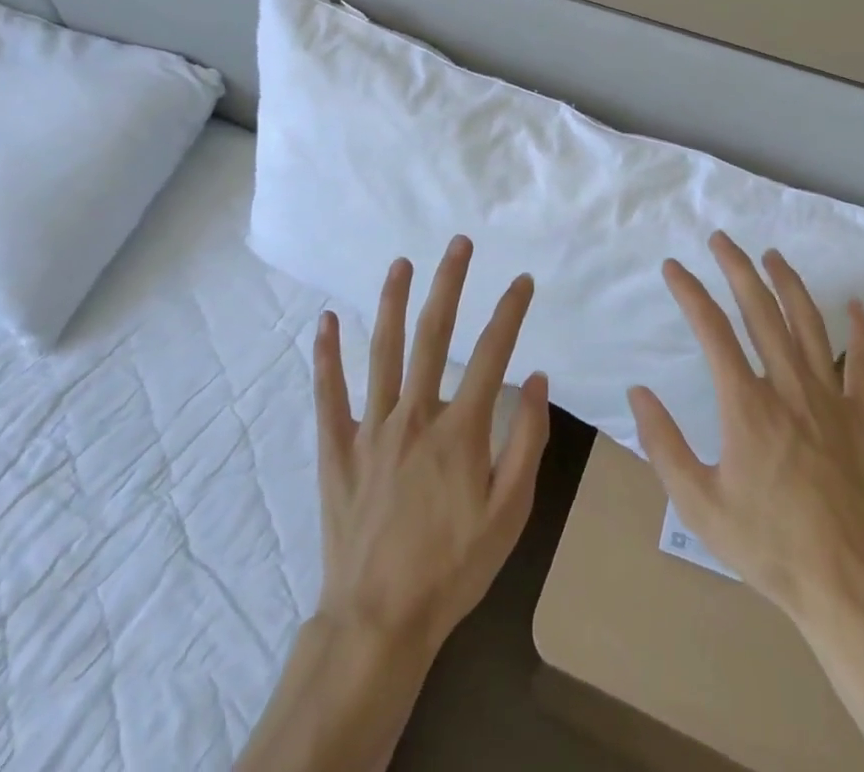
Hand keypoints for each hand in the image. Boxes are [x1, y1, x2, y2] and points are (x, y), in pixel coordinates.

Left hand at [312, 235, 550, 656]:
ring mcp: (371, 428)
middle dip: (449, 283)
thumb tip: (538, 380)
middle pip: (433, 334)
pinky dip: (326, 355)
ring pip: (381, 350)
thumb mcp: (510, 513)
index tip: (523, 281)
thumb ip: (527, 442)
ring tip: (400, 263)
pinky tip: (325, 320)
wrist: (380, 620)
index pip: (491, 354)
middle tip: (458, 244)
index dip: (510, 312)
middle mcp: (414, 414)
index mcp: (460, 429)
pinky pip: (329, 393)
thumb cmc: (454, 567)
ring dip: (391, 301)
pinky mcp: (337, 448)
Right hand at [626, 231, 863, 626]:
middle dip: (737, 269)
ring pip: (809, 325)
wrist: (850, 591)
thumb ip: (663, 445)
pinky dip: (862, 332)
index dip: (690, 292)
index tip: (673, 268)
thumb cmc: (768, 547)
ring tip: (772, 255)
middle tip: (722, 239)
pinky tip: (856, 305)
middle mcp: (789, 388)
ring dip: (789, 284)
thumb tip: (639, 393)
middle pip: (761, 312)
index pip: (712, 330)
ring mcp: (833, 400)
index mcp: (747, 405)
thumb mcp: (698, 504)